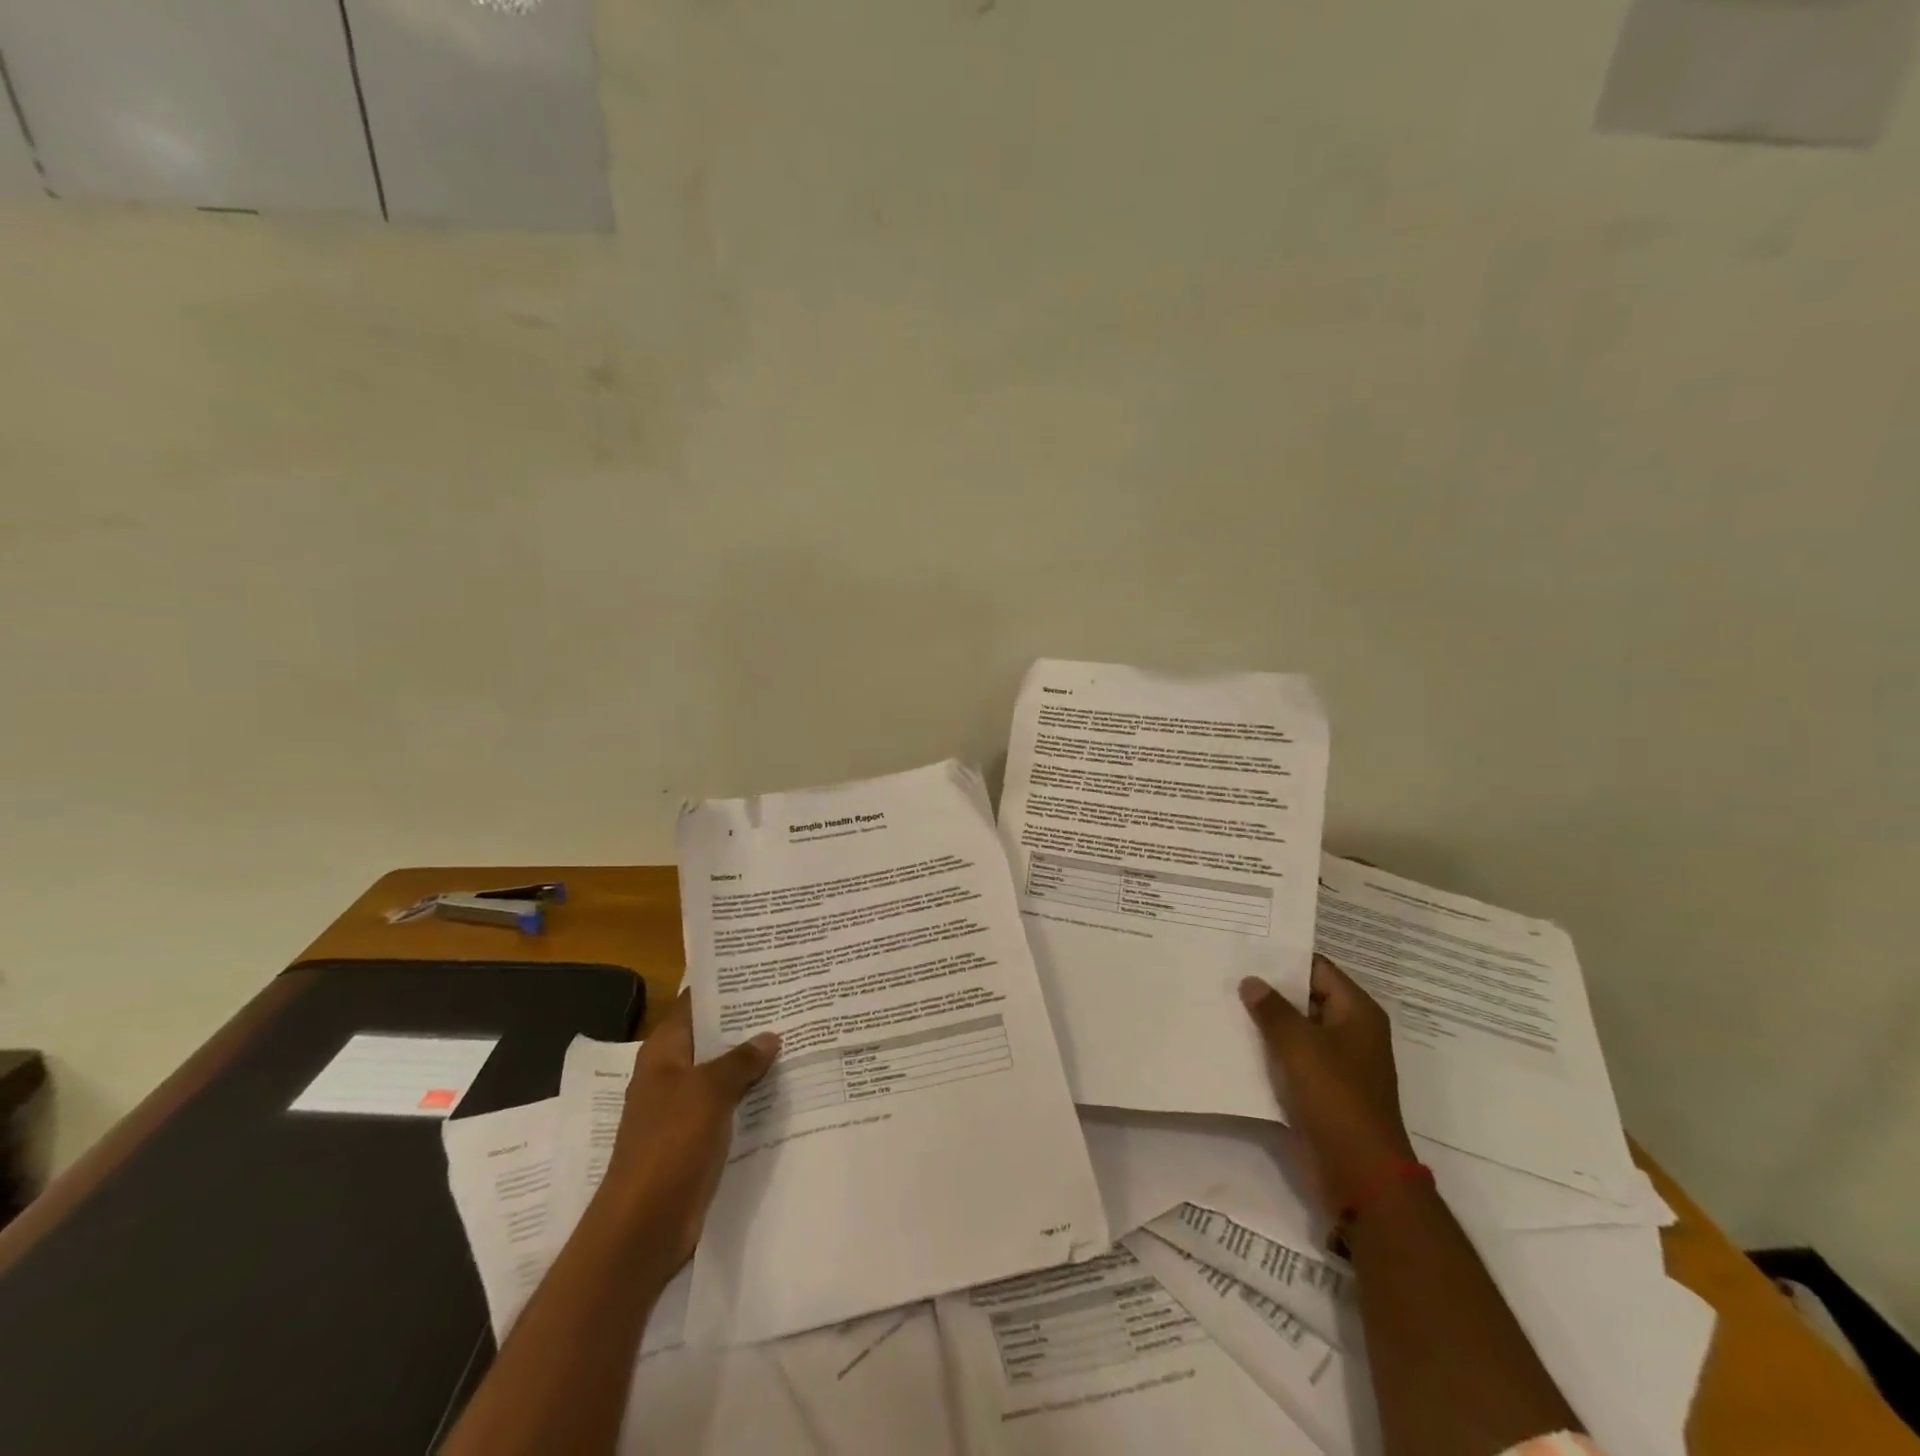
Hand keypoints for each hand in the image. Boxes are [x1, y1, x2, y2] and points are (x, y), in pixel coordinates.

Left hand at [599, 991, 779, 1275]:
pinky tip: (786, 1087)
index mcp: (664, 1052)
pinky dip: (752, 1095)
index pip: (694, 1004)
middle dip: (747, 1023)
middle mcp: (671, 1074)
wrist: (644, 1226)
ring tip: (798, 1036)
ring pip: (724, 1073)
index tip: (762, 969)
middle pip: (712, 1038)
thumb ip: (740, 1060)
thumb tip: (770, 1036)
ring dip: (753, 1061)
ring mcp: (684, 1108)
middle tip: (792, 1000)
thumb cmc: (670, 1145)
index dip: (724, 986)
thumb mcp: (709, 1091)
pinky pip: (730, 1106)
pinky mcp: (697, 1139)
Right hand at [1240, 955, 1415, 1212]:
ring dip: (1266, 1020)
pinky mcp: (1322, 1088)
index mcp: (1357, 1013)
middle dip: (1270, 988)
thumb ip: (1272, 1009)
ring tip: (1224, 1000)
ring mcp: (1337, 1062)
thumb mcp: (1299, 1045)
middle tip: (1227, 970)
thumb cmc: (1336, 1097)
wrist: (1359, 1172)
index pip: (1318, 969)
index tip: (1246, 947)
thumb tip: (1251, 982)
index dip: (1283, 957)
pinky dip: (1270, 1048)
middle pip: (1306, 997)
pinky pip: (1293, 1057)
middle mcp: (1351, 1032)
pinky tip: (1236, 1040)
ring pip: (1297, 1028)